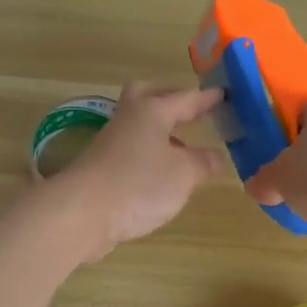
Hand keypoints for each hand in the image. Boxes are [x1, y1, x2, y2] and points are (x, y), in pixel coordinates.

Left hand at [52, 81, 225, 259]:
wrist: (82, 213)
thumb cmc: (139, 184)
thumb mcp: (183, 174)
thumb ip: (202, 162)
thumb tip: (215, 155)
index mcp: (151, 111)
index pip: (186, 98)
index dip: (207, 98)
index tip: (224, 93)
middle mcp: (129, 118)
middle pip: (148, 96)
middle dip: (171, 98)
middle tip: (192, 109)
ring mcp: (112, 142)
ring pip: (138, 124)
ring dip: (161, 129)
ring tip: (185, 146)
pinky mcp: (102, 167)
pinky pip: (132, 149)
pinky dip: (149, 152)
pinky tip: (162, 172)